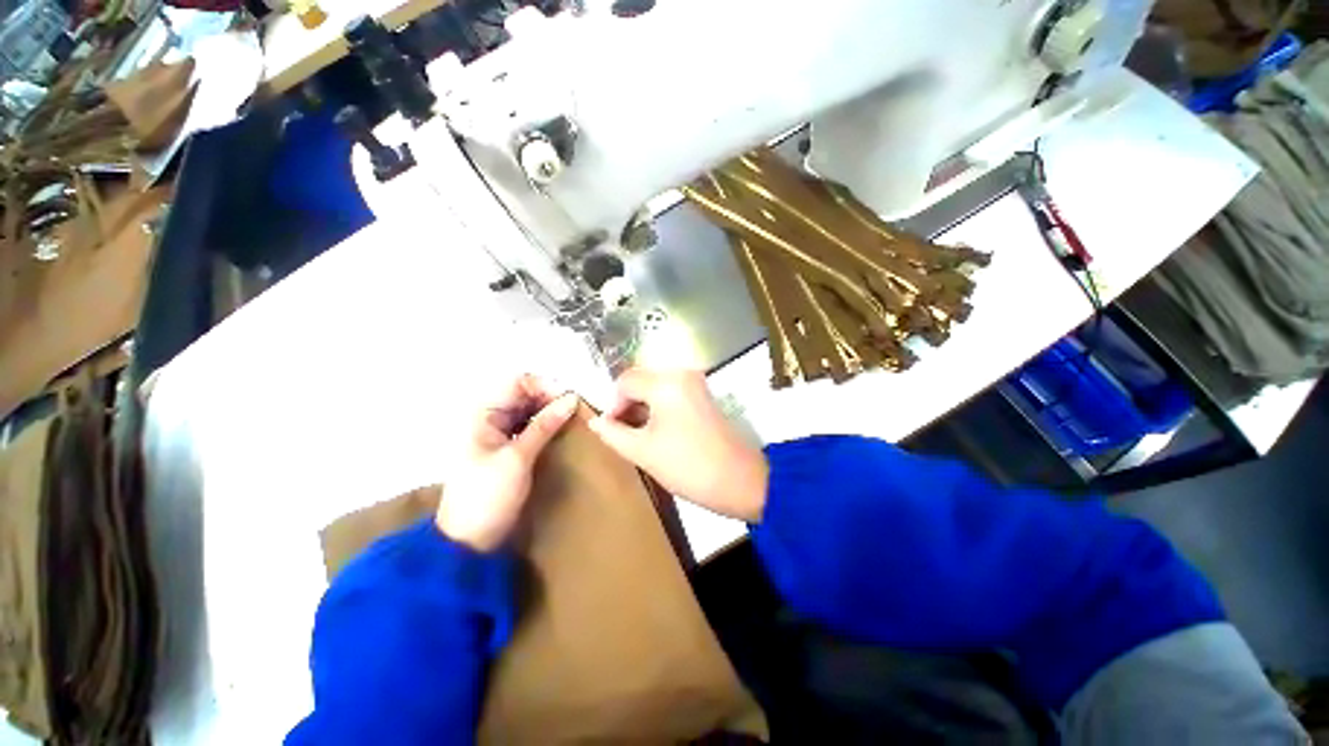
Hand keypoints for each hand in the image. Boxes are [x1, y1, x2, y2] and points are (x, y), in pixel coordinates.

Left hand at [437, 375, 578, 551]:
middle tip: (575, 409)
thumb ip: (545, 425)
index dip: (544, 385)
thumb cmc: (487, 495)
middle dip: (550, 397)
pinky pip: (531, 425)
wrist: (469, 540)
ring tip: (573, 417)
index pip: (517, 382)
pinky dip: (547, 424)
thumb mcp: (518, 458)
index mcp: (483, 414)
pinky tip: (562, 429)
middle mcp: (490, 417)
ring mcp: (500, 433)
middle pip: (525, 393)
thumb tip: (572, 398)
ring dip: (551, 410)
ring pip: (530, 409)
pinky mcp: (509, 447)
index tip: (569, 398)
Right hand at [588, 369, 767, 521]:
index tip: (611, 428)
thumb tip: (595, 421)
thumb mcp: (643, 451)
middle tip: (622, 432)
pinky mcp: (703, 394)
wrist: (740, 480)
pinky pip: (671, 392)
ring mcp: (696, 382)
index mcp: (666, 383)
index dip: (612, 403)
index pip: (625, 381)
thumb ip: (613, 433)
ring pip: (655, 385)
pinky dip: (658, 406)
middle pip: (641, 379)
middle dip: (627, 403)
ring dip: (642, 405)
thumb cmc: (688, 466)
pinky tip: (656, 429)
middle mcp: (682, 374)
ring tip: (638, 434)